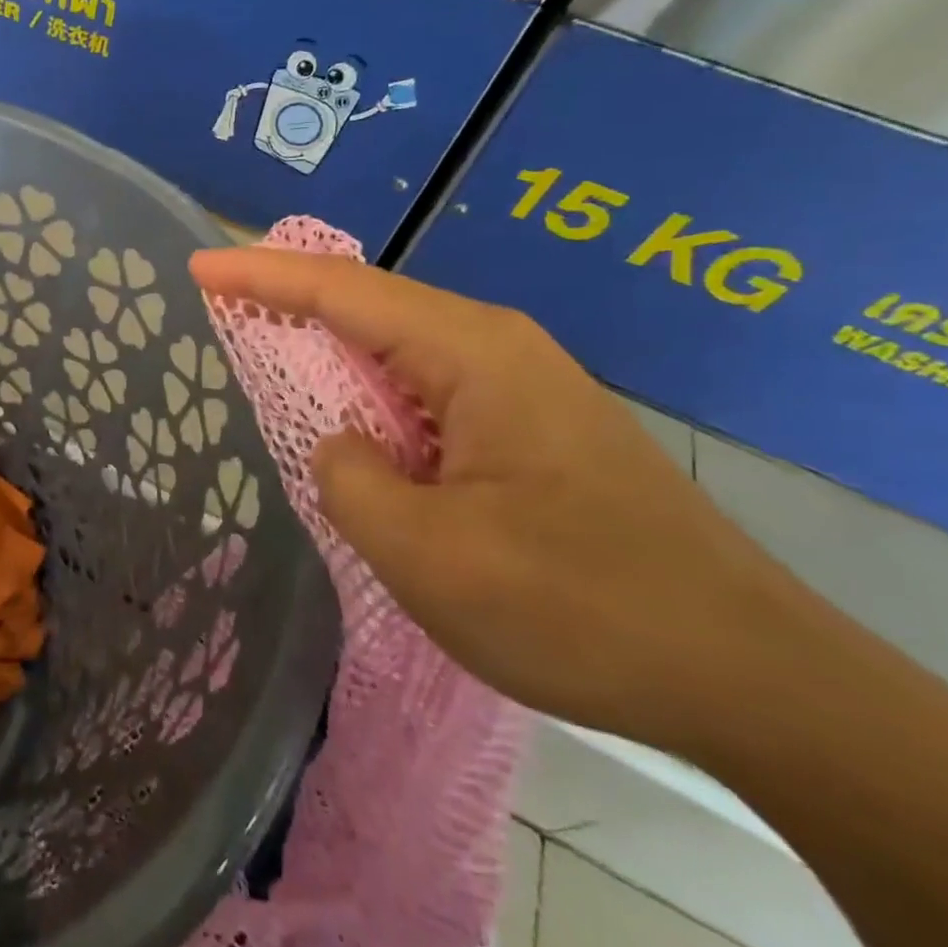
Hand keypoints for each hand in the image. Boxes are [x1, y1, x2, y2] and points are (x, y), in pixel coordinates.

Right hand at [190, 247, 799, 753]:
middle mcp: (498, 349)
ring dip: (330, 348)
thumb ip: (348, 478)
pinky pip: (427, 392)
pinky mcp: (533, 431)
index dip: (260, 276)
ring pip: (399, 350)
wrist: (751, 679)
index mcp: (472, 354)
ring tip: (265, 346)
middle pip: (369, 305)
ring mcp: (522, 389)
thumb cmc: (578, 607)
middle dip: (289, 298)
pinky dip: (370, 393)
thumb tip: (343, 445)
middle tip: (220, 297)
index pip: (341, 292)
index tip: (197, 267)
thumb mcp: (427, 553)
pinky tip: (349, 416)